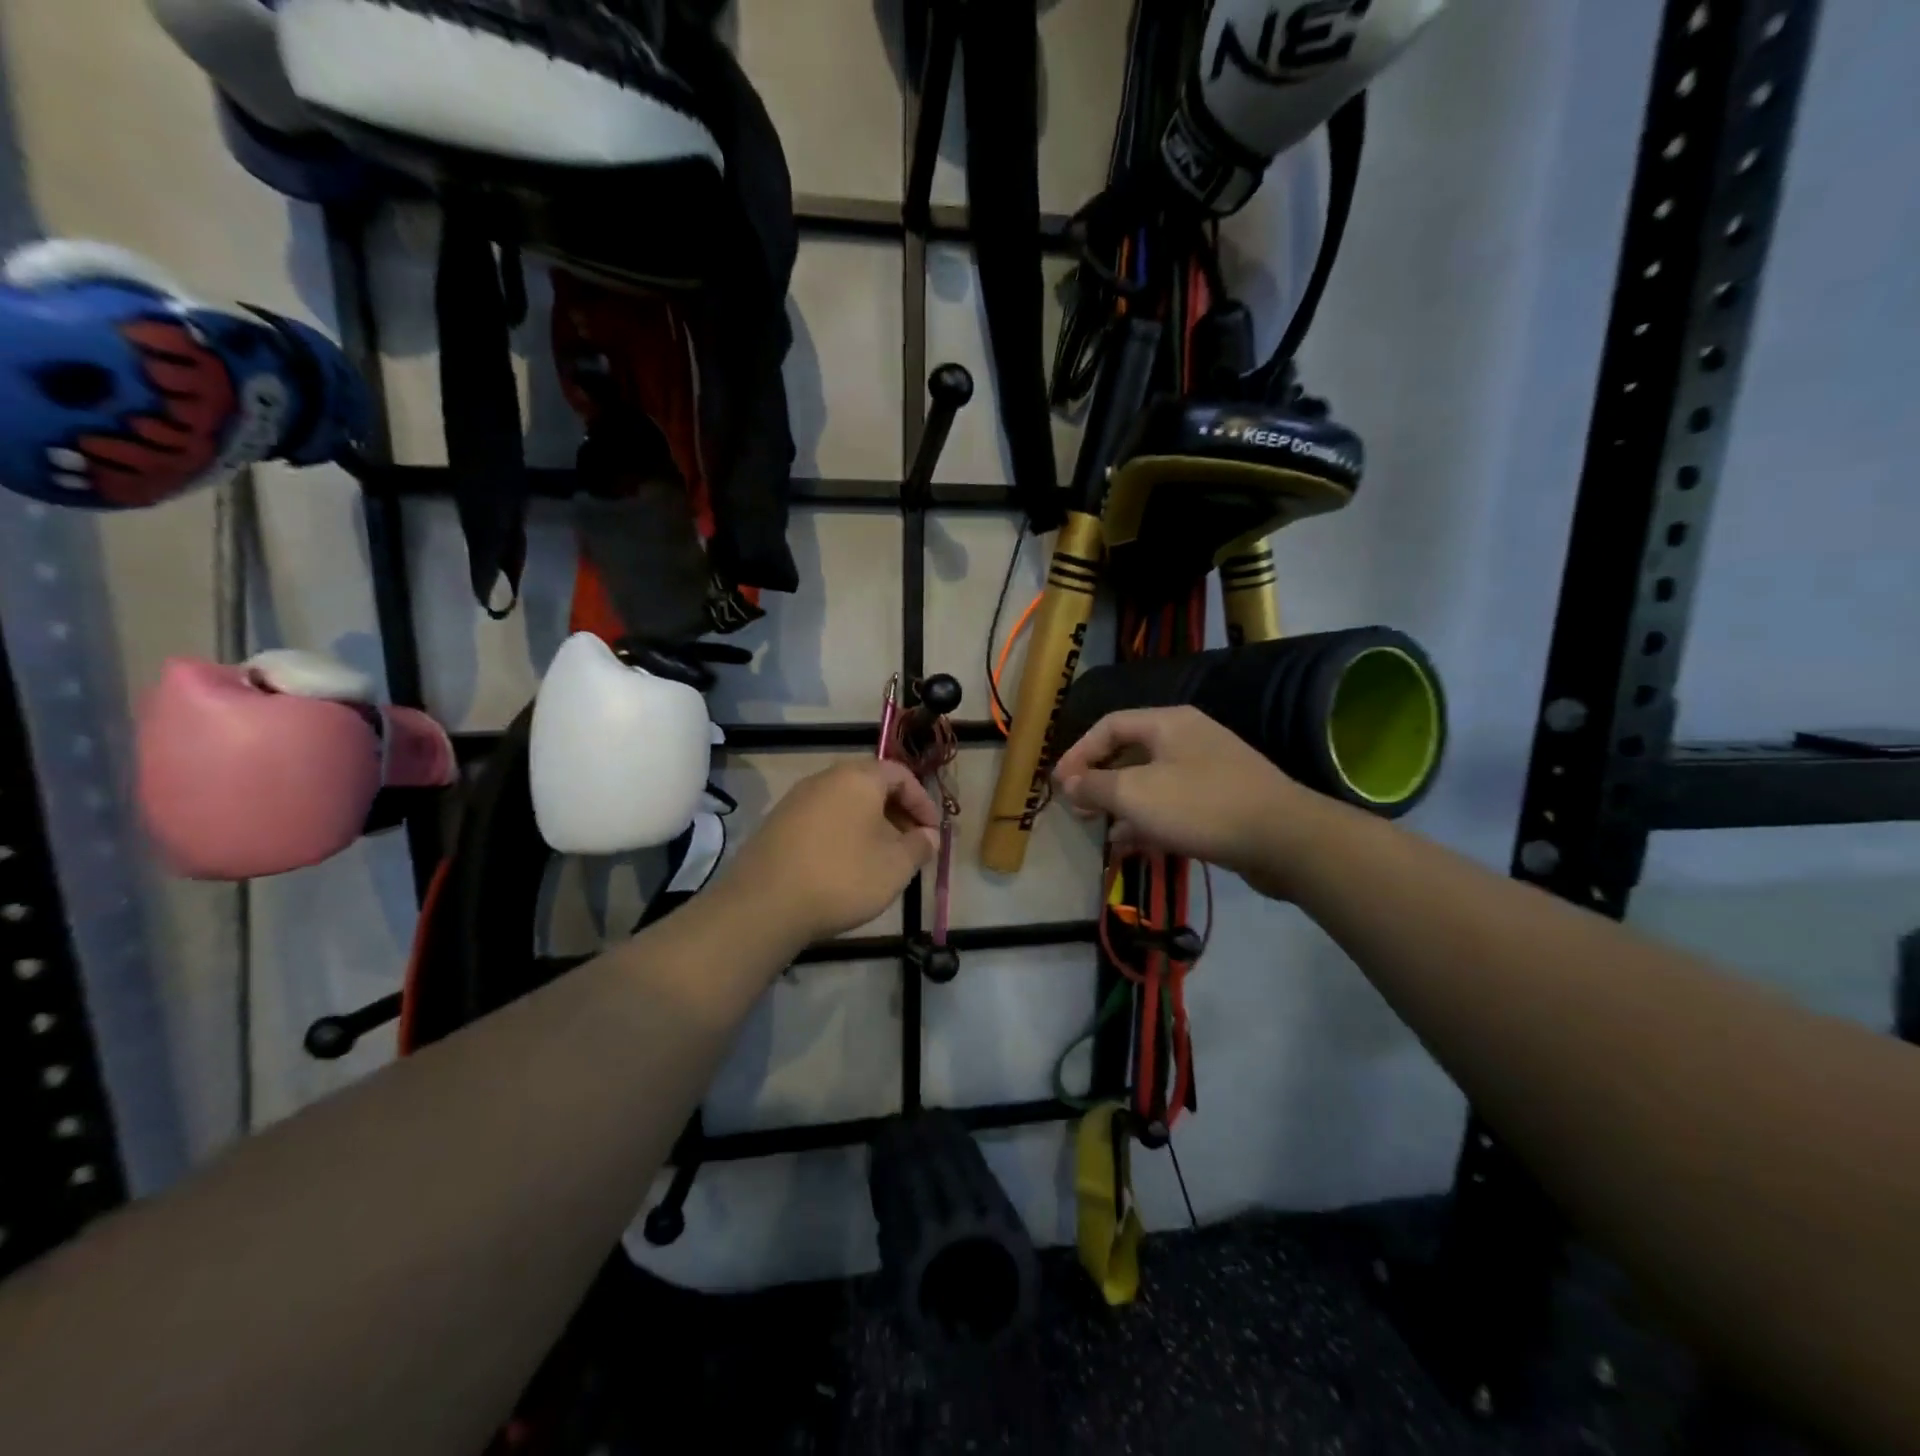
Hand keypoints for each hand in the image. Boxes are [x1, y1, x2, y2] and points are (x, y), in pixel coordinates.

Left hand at [725, 759, 942, 946]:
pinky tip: (846, 865)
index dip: (923, 801)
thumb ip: (919, 846)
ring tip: (881, 857)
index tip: (933, 831)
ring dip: (870, 824)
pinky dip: (843, 833)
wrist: (764, 905)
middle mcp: (825, 778)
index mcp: (858, 777)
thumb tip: (929, 836)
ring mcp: (796, 799)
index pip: (900, 774)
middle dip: (897, 812)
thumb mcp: (895, 866)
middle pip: (871, 785)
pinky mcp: (777, 823)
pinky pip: (822, 819)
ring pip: (845, 803)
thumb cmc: (842, 877)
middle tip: (911, 843)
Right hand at [1051, 706, 1319, 898]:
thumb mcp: (1136, 795)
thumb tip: (1069, 783)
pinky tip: (1130, 844)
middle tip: (1077, 808)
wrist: (1284, 839)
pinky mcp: (1221, 801)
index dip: (1079, 752)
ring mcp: (1208, 770)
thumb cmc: (1201, 807)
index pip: (1109, 725)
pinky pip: (1173, 804)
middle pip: (1130, 752)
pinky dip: (1148, 820)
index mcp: (1167, 723)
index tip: (1059, 785)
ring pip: (1150, 781)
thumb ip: (1095, 786)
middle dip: (1099, 781)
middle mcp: (1188, 738)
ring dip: (1121, 804)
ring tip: (1098, 828)